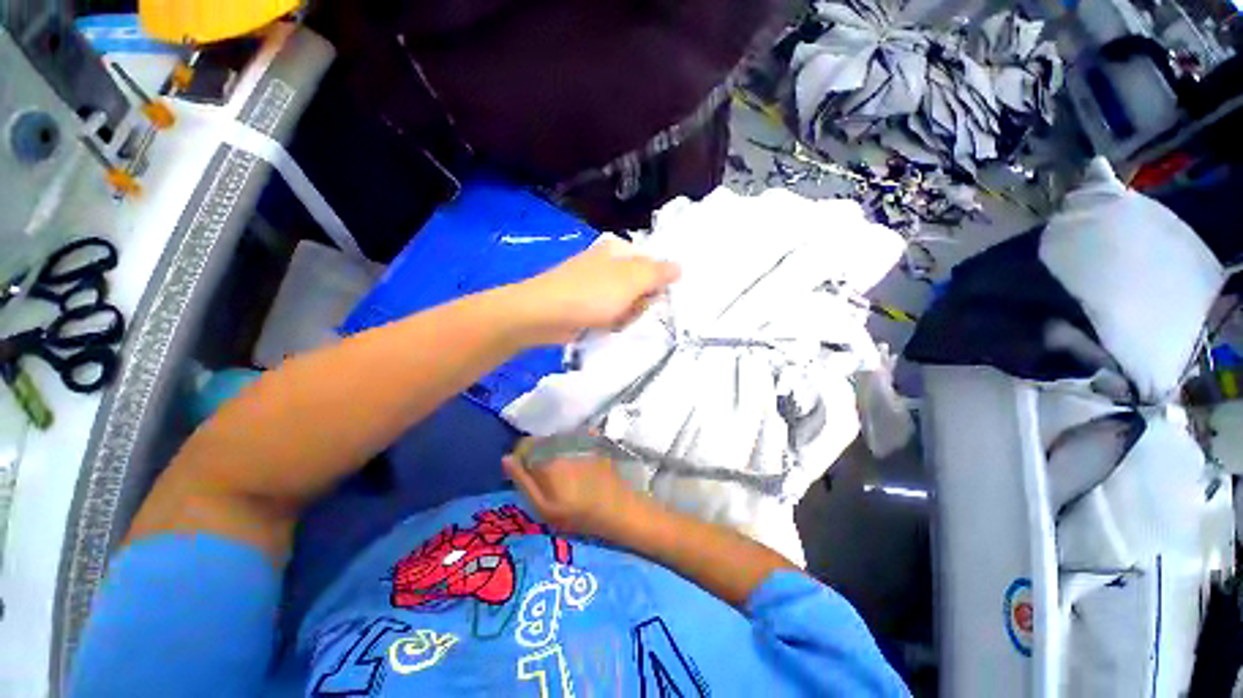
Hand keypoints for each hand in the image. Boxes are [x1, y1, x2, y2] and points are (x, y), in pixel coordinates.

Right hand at [502, 452, 644, 539]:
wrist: (616, 508)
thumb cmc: (577, 514)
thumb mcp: (543, 508)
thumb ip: (522, 481)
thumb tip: (506, 458)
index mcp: (546, 459)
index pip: (523, 445)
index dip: (521, 459)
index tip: (527, 474)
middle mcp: (561, 443)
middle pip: (541, 441)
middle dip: (538, 454)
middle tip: (547, 477)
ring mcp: (579, 440)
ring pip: (557, 439)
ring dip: (554, 450)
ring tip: (564, 472)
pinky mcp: (593, 441)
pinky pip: (573, 438)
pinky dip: (570, 447)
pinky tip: (578, 465)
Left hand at [513, 237, 679, 343]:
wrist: (543, 315)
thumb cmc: (590, 294)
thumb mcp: (631, 280)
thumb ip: (658, 273)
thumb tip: (679, 266)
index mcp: (618, 250)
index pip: (652, 265)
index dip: (657, 284)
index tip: (656, 299)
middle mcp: (607, 264)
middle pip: (640, 286)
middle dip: (640, 303)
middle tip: (632, 311)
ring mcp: (595, 286)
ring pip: (627, 303)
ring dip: (626, 316)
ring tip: (615, 321)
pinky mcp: (585, 305)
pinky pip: (610, 314)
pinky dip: (611, 323)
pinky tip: (605, 327)